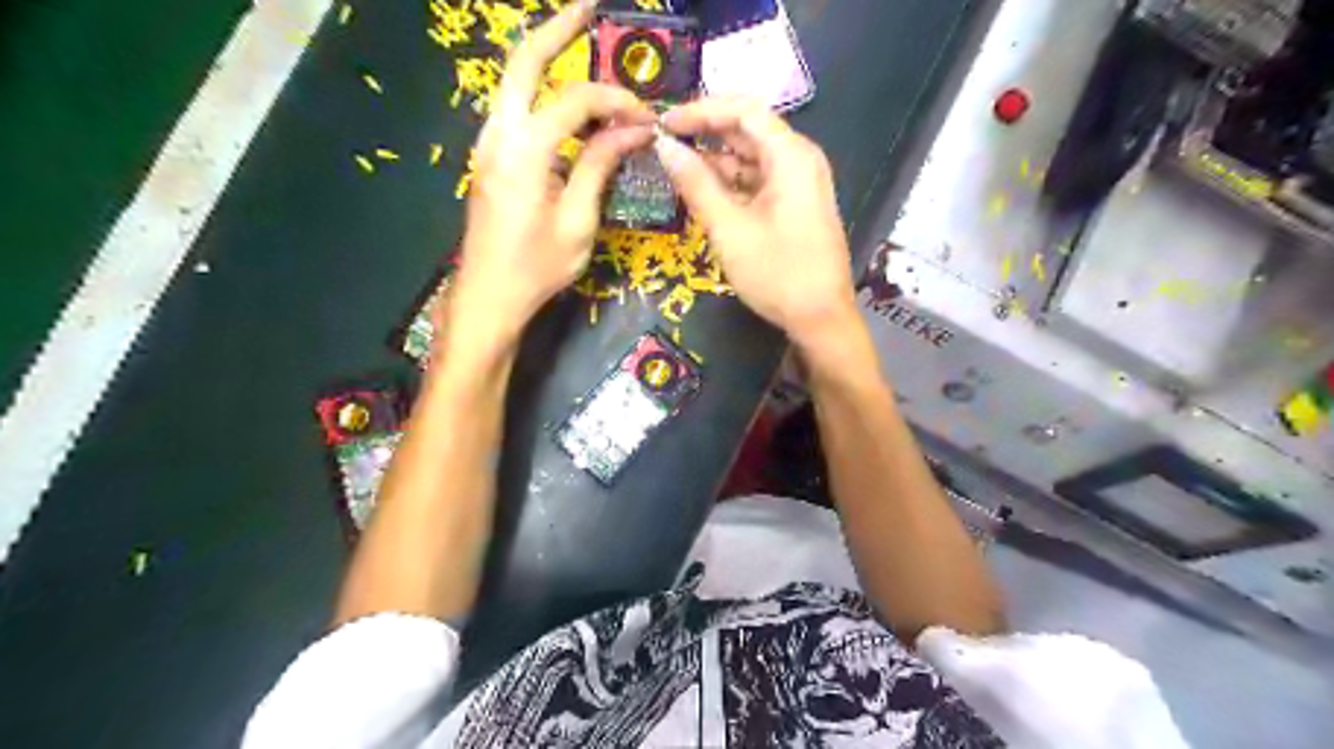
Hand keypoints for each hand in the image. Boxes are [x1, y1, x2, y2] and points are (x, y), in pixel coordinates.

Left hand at [454, 1, 655, 342]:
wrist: (487, 296)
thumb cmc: (536, 268)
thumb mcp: (578, 221)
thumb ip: (600, 166)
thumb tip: (633, 130)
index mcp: (524, 151)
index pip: (575, 102)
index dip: (615, 101)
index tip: (646, 117)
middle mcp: (498, 135)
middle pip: (522, 62)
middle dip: (557, 29)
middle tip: (589, 7)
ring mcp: (487, 144)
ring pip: (513, 83)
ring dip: (545, 58)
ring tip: (578, 41)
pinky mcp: (489, 159)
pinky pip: (514, 110)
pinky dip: (540, 94)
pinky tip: (565, 103)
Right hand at [654, 93, 852, 348]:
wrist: (821, 319)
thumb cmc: (777, 273)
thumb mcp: (729, 229)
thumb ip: (695, 184)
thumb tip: (664, 147)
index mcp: (791, 155)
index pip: (744, 110)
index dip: (702, 110)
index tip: (665, 123)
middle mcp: (800, 160)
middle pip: (749, 130)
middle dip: (706, 133)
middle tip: (665, 144)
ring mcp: (800, 183)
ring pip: (752, 158)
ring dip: (716, 161)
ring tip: (677, 169)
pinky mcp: (796, 205)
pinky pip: (759, 181)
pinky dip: (732, 183)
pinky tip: (704, 192)